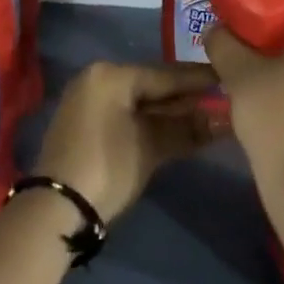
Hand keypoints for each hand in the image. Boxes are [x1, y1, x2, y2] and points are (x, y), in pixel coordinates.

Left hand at [33, 62, 223, 222]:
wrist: (55, 209)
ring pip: (139, 101)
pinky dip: (150, 121)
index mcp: (111, 74)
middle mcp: (98, 78)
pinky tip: (176, 129)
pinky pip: (126, 113)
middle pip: (152, 85)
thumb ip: (188, 129)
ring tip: (207, 115)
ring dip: (170, 112)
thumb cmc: (107, 167)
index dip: (199, 79)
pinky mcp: (85, 123)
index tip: (228, 77)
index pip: (165, 74)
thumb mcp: (151, 147)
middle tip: (221, 99)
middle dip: (186, 97)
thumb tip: (225, 120)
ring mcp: (89, 100)